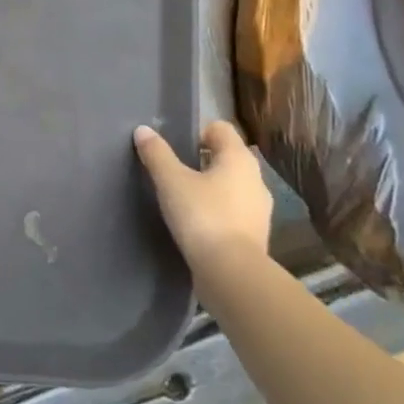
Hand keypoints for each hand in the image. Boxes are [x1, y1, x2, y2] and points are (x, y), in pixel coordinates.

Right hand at [134, 121, 272, 271]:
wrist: (232, 274)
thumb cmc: (202, 216)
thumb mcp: (171, 181)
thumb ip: (156, 153)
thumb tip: (143, 130)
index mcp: (239, 158)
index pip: (220, 129)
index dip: (196, 131)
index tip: (174, 147)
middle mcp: (255, 179)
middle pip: (225, 157)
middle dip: (200, 160)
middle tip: (173, 171)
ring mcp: (259, 209)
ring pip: (230, 185)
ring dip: (209, 187)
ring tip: (182, 199)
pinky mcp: (256, 235)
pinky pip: (233, 210)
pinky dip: (216, 211)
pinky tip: (196, 223)